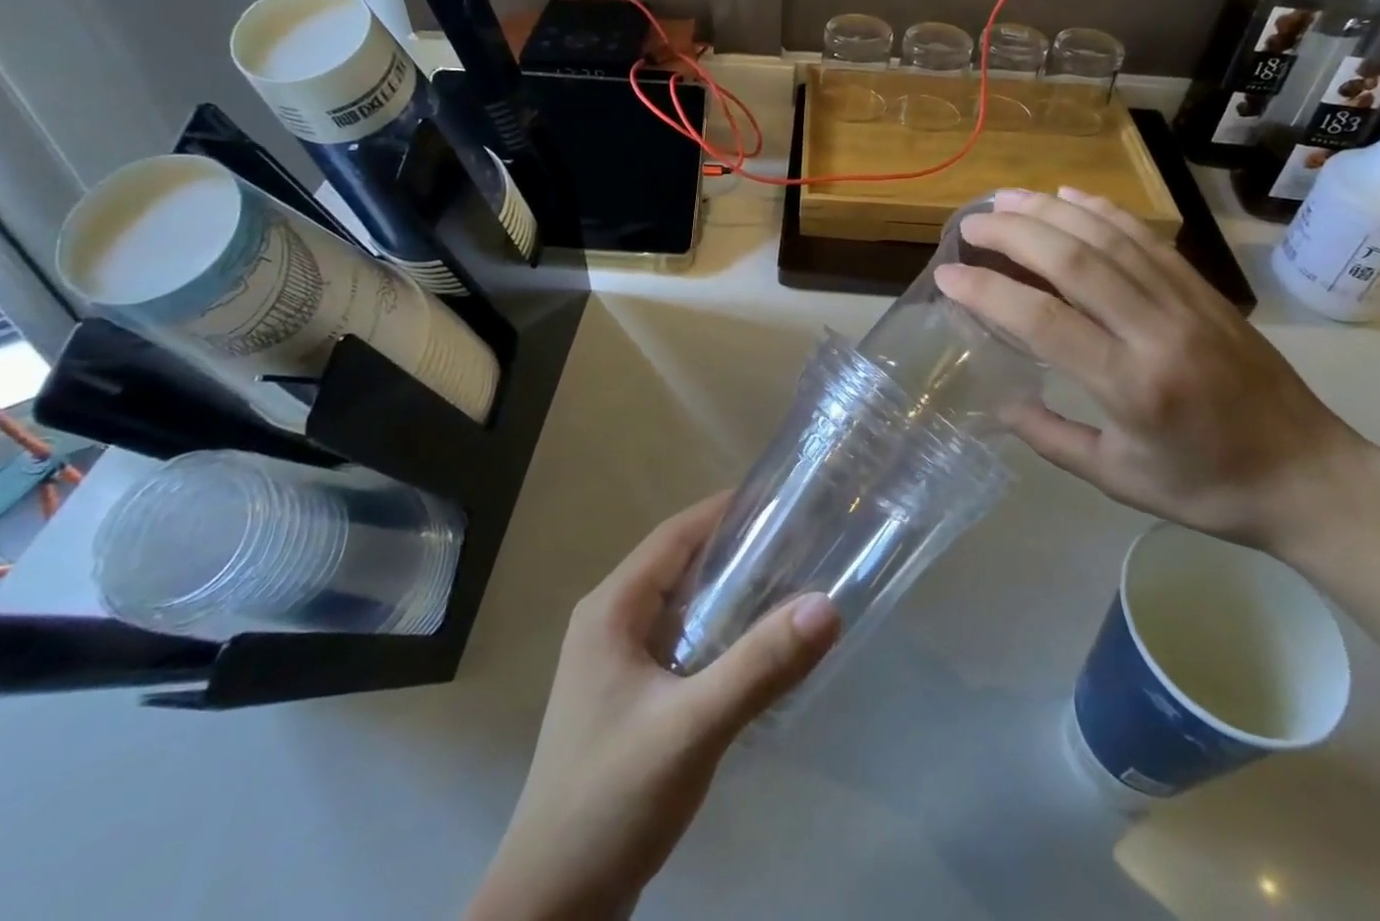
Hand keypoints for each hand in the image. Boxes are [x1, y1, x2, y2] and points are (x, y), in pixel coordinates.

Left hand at [469, 494, 840, 920]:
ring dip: (730, 593)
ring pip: (683, 606)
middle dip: (736, 549)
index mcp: (612, 608)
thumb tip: (827, 605)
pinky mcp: (630, 697)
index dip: (726, 511)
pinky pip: (682, 642)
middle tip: (800, 541)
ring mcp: (616, 662)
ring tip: (790, 584)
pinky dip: (719, 632)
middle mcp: (610, 622)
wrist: (553, 906)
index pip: (676, 534)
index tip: (781, 500)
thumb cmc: (612, 798)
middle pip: (681, 565)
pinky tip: (756, 647)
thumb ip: (759, 665)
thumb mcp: (692, 727)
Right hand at [933, 187, 1371, 556]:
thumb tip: (998, 402)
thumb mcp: (1119, 480)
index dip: (987, 291)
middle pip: (1073, 260)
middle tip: (970, 224)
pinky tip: (1070, 196)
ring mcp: (1186, 302)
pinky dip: (1103, 210)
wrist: (1312, 477)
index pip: (1042, 321)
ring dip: (1051, 210)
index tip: (947, 276)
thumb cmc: (1208, 488)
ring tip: (1005, 198)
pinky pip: (1146, 237)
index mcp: (1131, 387)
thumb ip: (1050, 438)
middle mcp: (1156, 331)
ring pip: (1108, 237)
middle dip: (1012, 233)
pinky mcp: (1204, 290)